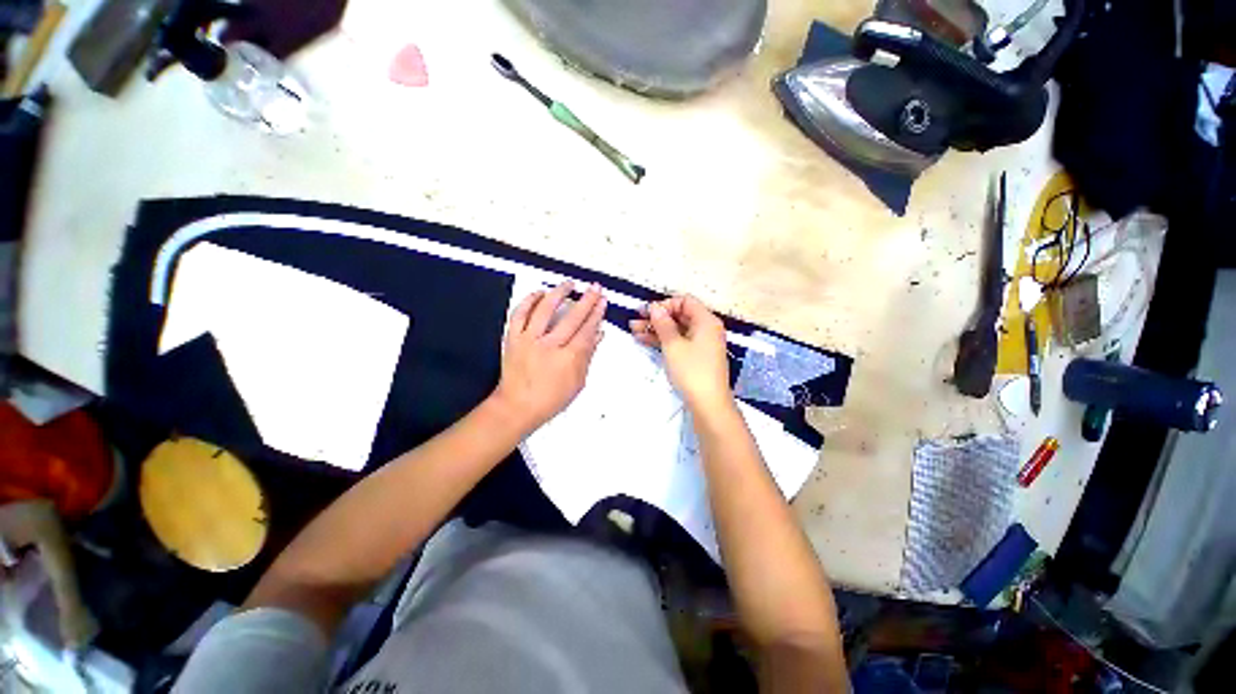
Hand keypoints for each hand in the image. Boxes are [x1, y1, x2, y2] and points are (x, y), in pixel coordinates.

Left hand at [492, 281, 606, 433]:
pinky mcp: (513, 339)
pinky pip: (519, 314)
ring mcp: (529, 340)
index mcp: (568, 359)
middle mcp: (549, 345)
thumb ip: (588, 356)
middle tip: (595, 287)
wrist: (517, 407)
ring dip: (559, 293)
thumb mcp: (577, 382)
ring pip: (545, 309)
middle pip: (572, 317)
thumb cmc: (550, 399)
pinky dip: (529, 301)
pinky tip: (539, 292)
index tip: (602, 302)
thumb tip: (598, 334)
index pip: (587, 330)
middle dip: (586, 300)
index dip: (596, 314)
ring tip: (569, 283)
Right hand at [630, 294, 732, 413]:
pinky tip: (643, 340)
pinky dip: (663, 340)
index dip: (665, 304)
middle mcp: (706, 328)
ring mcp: (701, 343)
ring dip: (656, 329)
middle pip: (679, 315)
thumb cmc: (691, 370)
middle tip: (635, 320)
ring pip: (676, 329)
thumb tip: (654, 307)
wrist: (708, 404)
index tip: (647, 313)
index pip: (685, 301)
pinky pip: (678, 341)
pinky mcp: (696, 356)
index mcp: (706, 320)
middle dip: (656, 317)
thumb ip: (662, 323)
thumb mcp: (673, 345)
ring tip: (633, 330)